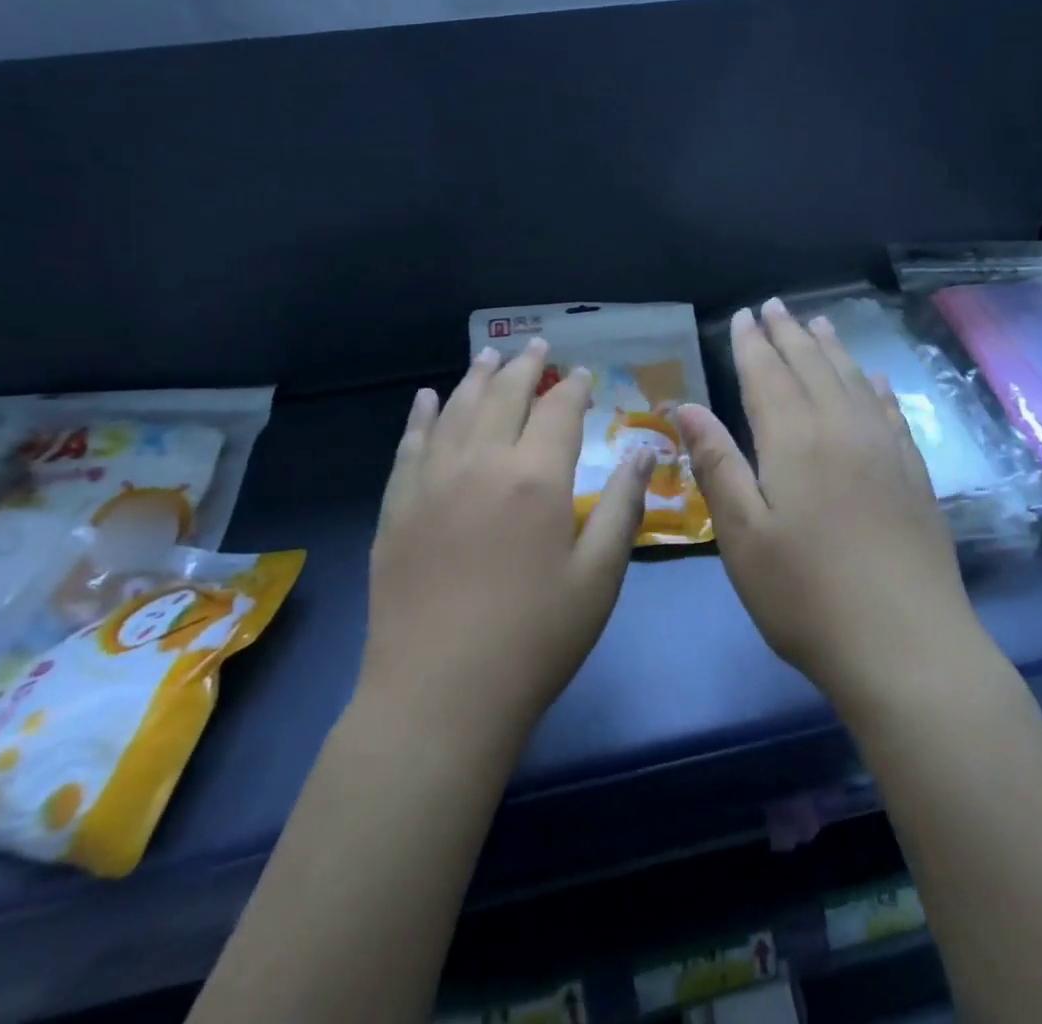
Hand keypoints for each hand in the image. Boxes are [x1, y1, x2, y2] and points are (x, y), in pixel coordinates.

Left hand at [359, 340, 654, 746]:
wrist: (439, 696)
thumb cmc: (534, 640)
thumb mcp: (598, 577)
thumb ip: (622, 506)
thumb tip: (644, 452)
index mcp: (536, 477)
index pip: (558, 411)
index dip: (572, 387)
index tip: (581, 374)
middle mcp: (481, 463)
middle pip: (504, 396)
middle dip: (524, 366)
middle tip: (535, 345)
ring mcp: (432, 482)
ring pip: (456, 410)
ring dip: (476, 378)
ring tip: (489, 355)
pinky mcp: (397, 508)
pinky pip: (410, 446)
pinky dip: (421, 417)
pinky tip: (425, 399)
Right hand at [677, 299, 984, 717]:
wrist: (907, 646)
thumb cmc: (806, 596)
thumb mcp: (743, 536)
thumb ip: (716, 464)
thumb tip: (687, 406)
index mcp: (794, 439)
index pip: (767, 374)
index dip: (752, 342)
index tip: (743, 314)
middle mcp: (841, 428)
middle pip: (812, 366)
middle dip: (789, 333)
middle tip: (774, 305)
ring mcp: (884, 448)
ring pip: (852, 380)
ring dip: (832, 348)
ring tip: (818, 322)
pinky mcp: (913, 473)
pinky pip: (891, 412)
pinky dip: (876, 387)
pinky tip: (874, 378)